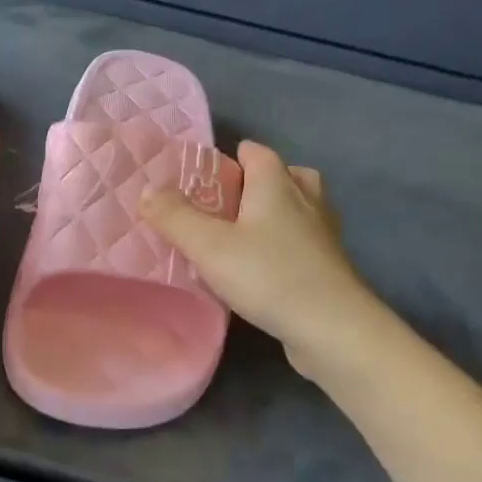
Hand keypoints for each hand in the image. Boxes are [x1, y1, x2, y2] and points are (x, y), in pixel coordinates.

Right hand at [141, 141, 376, 375]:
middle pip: (285, 175)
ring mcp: (324, 233)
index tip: (205, 177)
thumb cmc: (268, 275)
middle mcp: (306, 199)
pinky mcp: (331, 266)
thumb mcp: (209, 245)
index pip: (255, 152)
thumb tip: (149, 189)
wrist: (332, 328)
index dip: (231, 158)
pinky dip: (287, 244)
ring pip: (300, 208)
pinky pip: (305, 241)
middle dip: (259, 183)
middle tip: (228, 204)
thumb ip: (175, 216)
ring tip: (246, 233)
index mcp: (276, 184)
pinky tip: (267, 267)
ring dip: (276, 214)